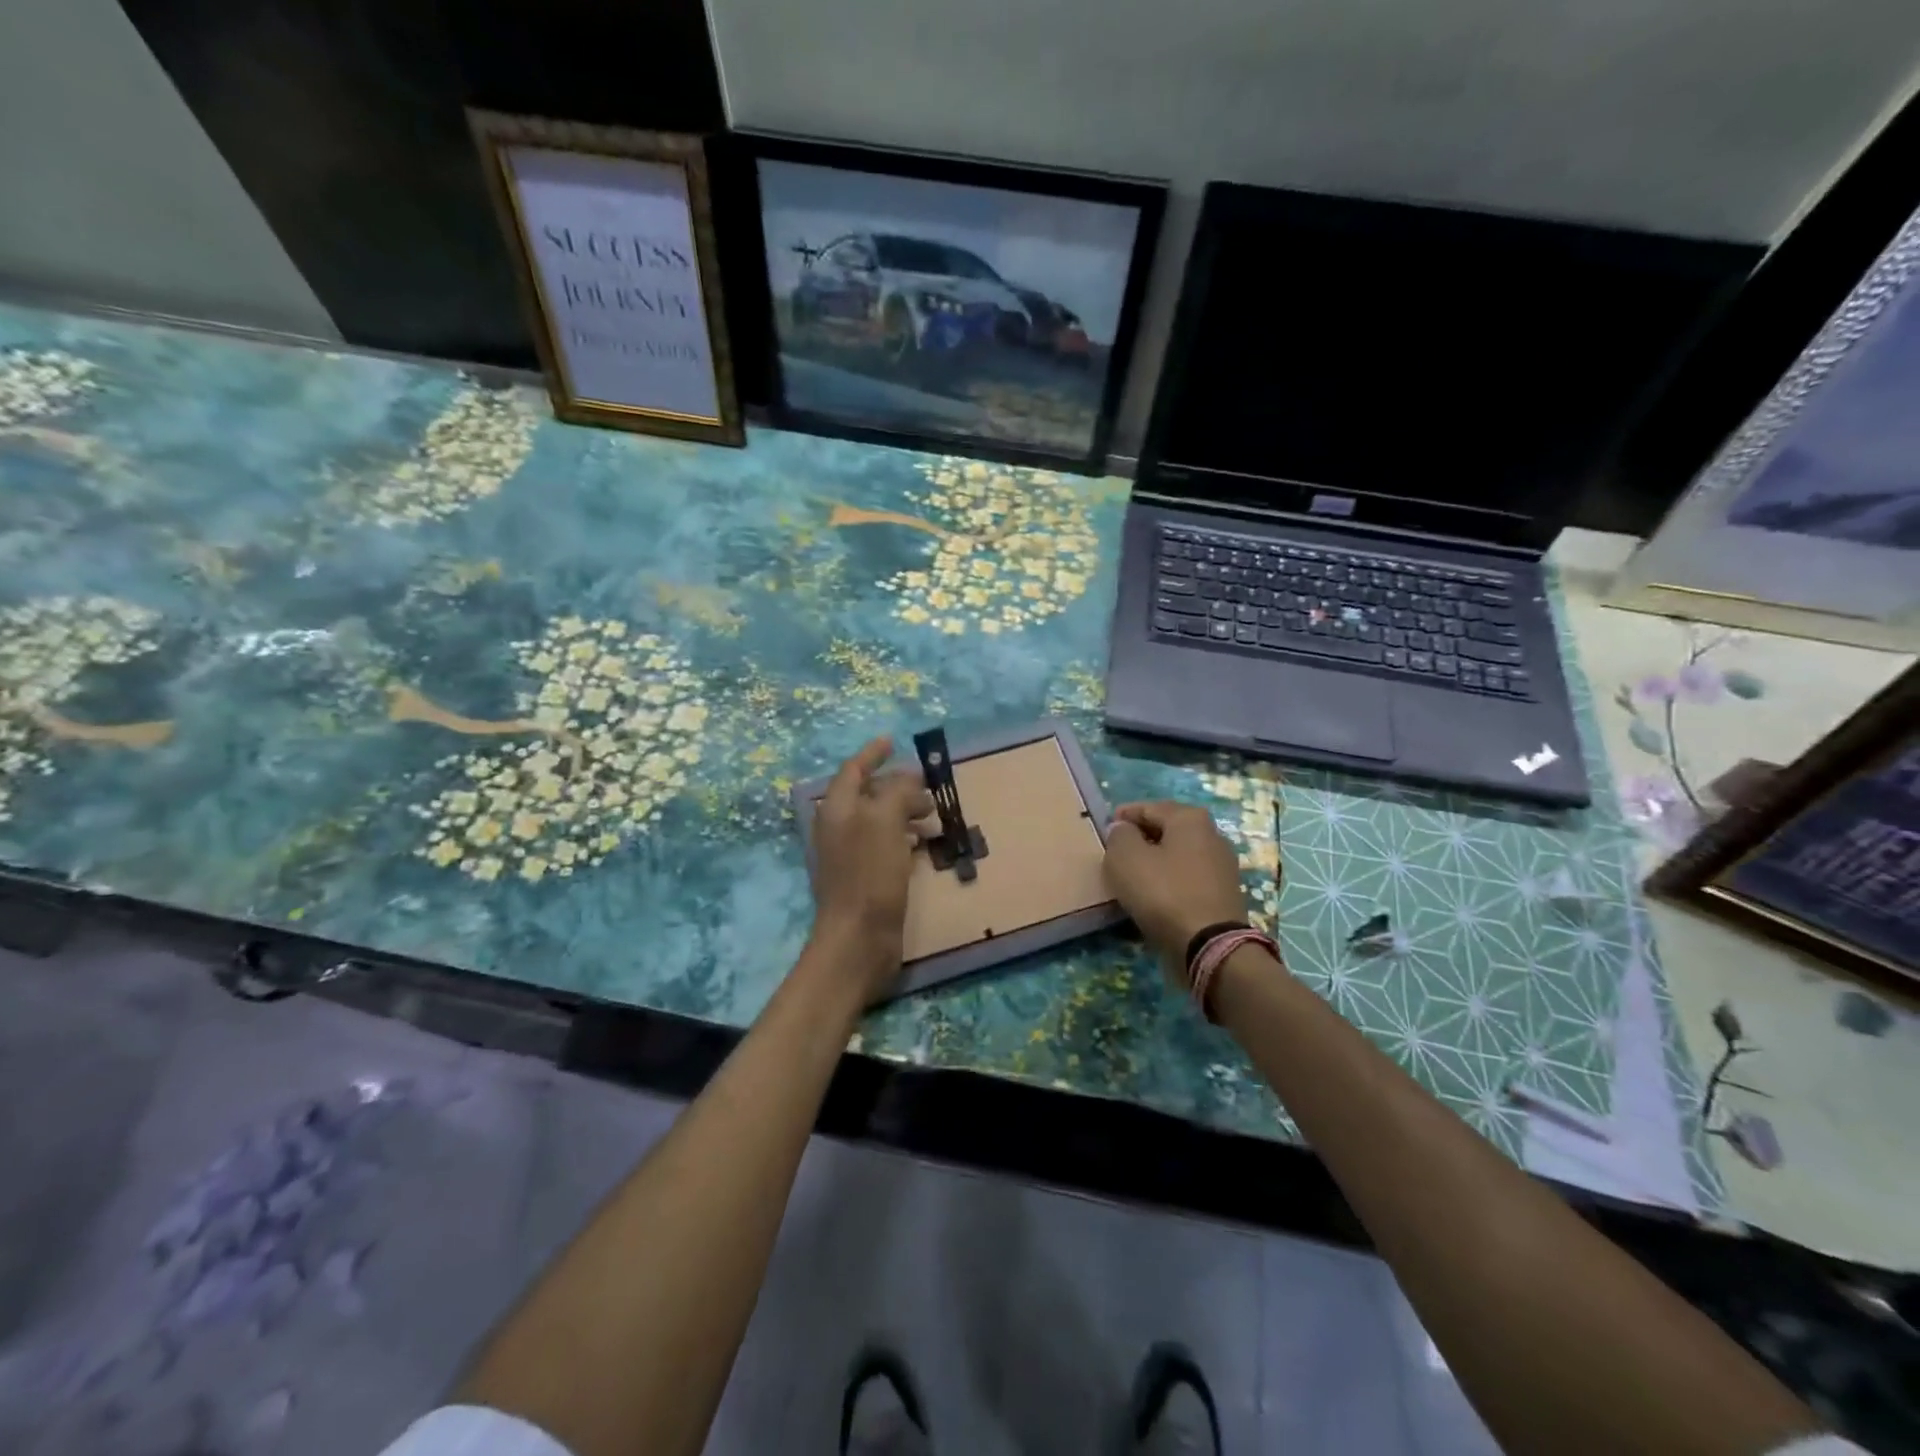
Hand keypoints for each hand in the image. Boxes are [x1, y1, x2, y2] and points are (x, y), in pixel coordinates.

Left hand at [810, 737, 934, 990]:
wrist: (858, 938)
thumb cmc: (870, 874)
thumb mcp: (886, 822)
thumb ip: (897, 791)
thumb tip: (908, 776)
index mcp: (838, 809)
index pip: (853, 770)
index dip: (872, 754)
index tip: (893, 741)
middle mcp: (840, 828)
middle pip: (868, 794)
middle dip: (897, 786)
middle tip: (928, 788)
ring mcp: (850, 854)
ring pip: (880, 821)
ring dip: (905, 813)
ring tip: (934, 817)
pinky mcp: (864, 878)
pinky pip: (886, 845)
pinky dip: (905, 837)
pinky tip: (925, 845)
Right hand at [1104, 801, 1253, 981]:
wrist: (1210, 946)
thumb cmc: (1164, 893)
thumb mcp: (1126, 858)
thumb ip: (1119, 836)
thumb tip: (1123, 830)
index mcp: (1190, 818)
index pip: (1148, 807)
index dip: (1123, 817)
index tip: (1104, 830)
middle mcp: (1212, 835)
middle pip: (1166, 830)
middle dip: (1140, 838)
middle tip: (1115, 853)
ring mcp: (1222, 866)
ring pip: (1177, 856)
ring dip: (1155, 862)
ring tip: (1132, 877)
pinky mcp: (1223, 894)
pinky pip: (1187, 879)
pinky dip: (1169, 883)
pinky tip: (1154, 896)